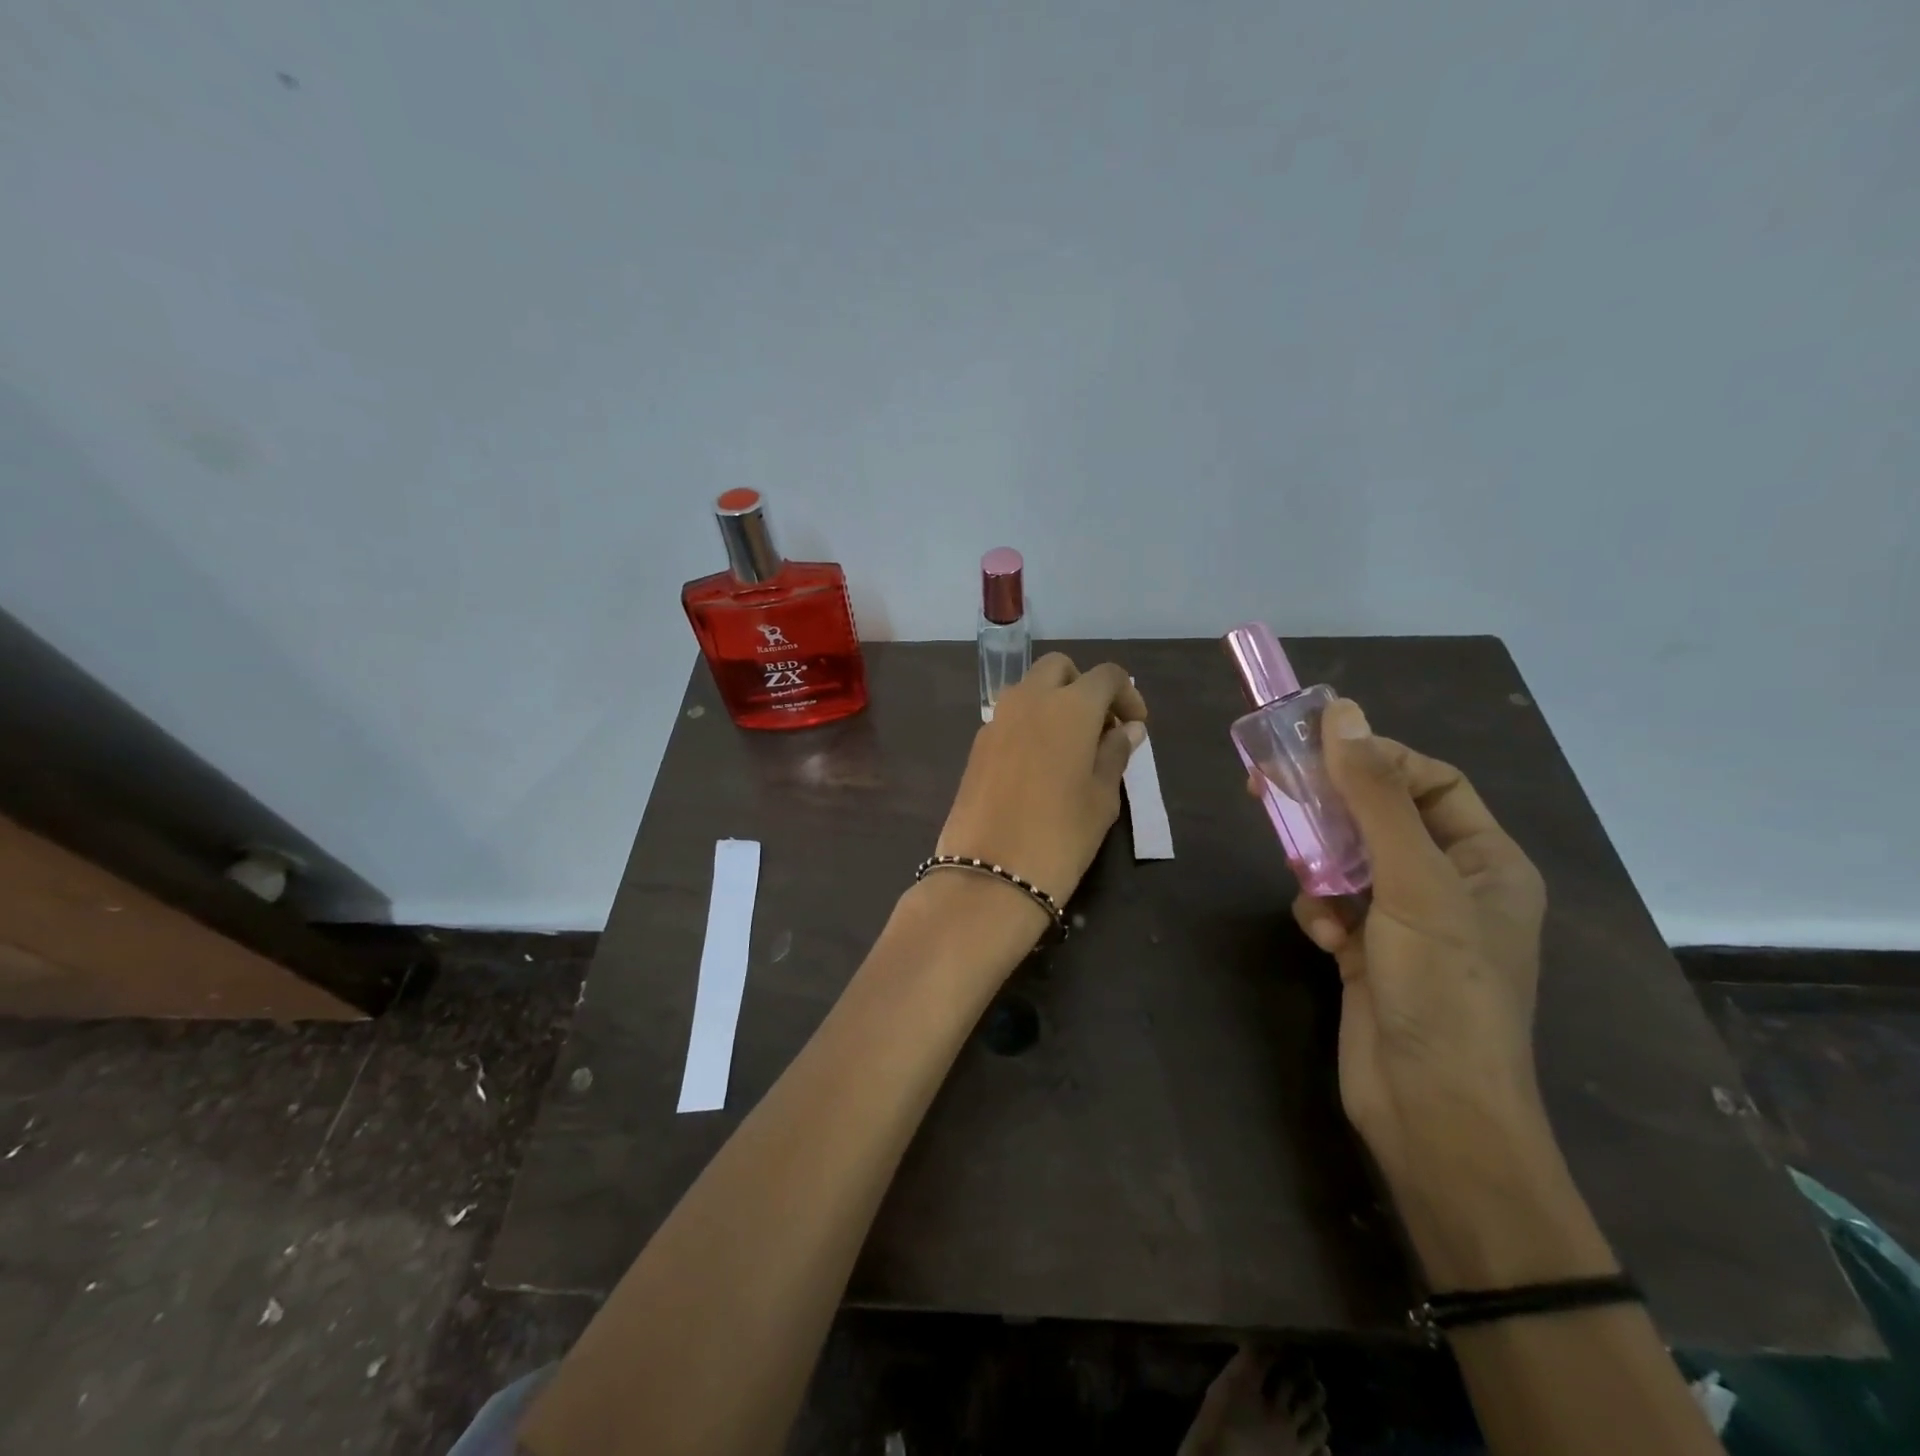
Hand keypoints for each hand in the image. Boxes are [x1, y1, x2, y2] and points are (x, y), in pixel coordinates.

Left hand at [936, 654, 1146, 909]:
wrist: (990, 873)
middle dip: (1083, 686)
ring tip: (1071, 747)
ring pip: (1029, 689)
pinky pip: (1009, 717)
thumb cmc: (1061, 834)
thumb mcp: (1102, 797)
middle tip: (1100, 728)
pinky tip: (1039, 765)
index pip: (1106, 675)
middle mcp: (1029, 700)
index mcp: (1069, 706)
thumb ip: (1115, 753)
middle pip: (1059, 669)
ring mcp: (996, 720)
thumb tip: (1128, 728)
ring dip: (1053, 702)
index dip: (1127, 694)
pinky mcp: (977, 745)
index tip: (1135, 726)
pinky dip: (1030, 724)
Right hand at [1261, 700, 1590, 1282]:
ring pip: (1348, 862)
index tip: (1313, 750)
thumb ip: (1375, 795)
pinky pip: (1335, 907)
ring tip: (1307, 883)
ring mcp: (1408, 924)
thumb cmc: (1442, 987)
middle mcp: (1451, 885)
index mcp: (1485, 861)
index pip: (1430, 781)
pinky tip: (1322, 939)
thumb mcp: (1412, 881)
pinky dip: (1321, 912)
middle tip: (1266, 787)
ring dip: (1321, 867)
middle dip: (1329, 808)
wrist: (1431, 1110)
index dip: (1375, 759)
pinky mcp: (1370, 955)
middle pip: (1380, 818)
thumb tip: (1344, 711)